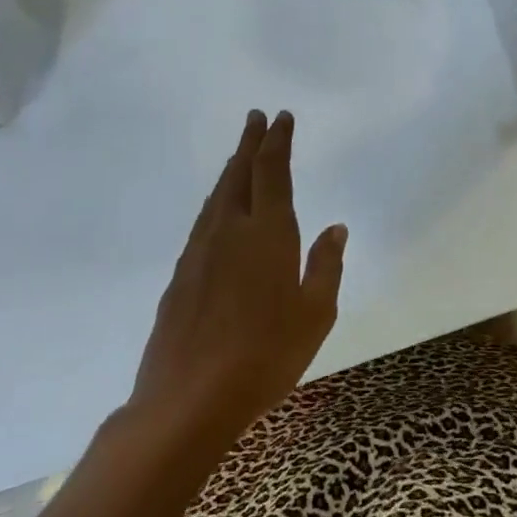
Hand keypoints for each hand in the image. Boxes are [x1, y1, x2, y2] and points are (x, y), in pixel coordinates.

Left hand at [125, 110, 346, 451]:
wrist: (187, 400)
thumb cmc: (265, 355)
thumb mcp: (315, 314)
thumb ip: (326, 265)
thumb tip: (335, 228)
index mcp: (268, 233)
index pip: (272, 171)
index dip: (277, 141)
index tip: (281, 117)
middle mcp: (230, 230)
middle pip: (239, 173)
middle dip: (250, 142)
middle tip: (256, 118)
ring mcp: (199, 252)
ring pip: (217, 196)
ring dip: (231, 169)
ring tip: (240, 155)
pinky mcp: (180, 276)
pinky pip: (203, 221)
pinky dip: (216, 201)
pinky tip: (219, 211)